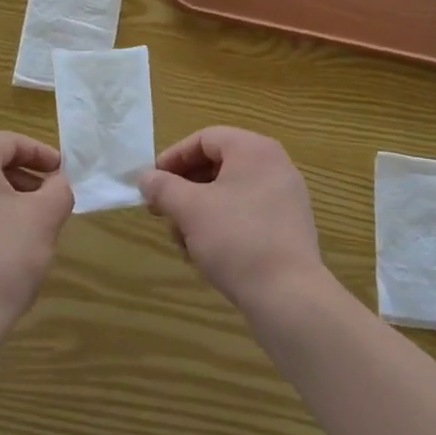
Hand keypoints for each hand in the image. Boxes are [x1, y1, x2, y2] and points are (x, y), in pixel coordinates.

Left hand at [0, 132, 72, 344]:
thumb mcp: (46, 217)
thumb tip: (56, 183)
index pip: (8, 142)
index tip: (62, 173)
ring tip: (26, 227)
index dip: (40, 154)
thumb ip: (59, 188)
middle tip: (48, 200)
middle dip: (22, 179)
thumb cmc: (3, 259)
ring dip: (2, 201)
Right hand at [142, 127, 326, 314]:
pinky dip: (222, 225)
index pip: (204, 138)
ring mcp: (285, 197)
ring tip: (182, 241)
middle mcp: (274, 165)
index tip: (152, 183)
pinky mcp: (289, 227)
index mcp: (253, 149)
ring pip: (230, 192)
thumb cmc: (236, 239)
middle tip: (162, 213)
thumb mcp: (190, 209)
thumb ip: (163, 187)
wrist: (289, 295)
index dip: (173, 158)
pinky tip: (205, 254)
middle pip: (218, 165)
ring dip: (200, 212)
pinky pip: (248, 213)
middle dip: (185, 189)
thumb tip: (146, 178)